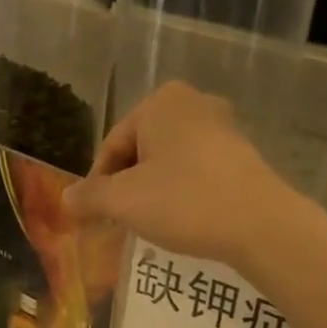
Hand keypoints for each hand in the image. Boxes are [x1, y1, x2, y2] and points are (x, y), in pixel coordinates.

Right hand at [63, 82, 293, 267]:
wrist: (260, 225)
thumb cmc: (185, 202)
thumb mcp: (124, 202)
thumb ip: (90, 197)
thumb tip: (65, 199)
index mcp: (160, 102)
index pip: (112, 146)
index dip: (98, 184)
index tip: (95, 216)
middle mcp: (193, 103)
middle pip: (140, 150)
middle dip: (126, 186)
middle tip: (120, 221)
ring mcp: (222, 127)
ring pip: (168, 162)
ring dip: (153, 191)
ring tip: (150, 224)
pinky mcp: (241, 154)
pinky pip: (196, 171)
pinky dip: (181, 192)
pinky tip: (182, 219)